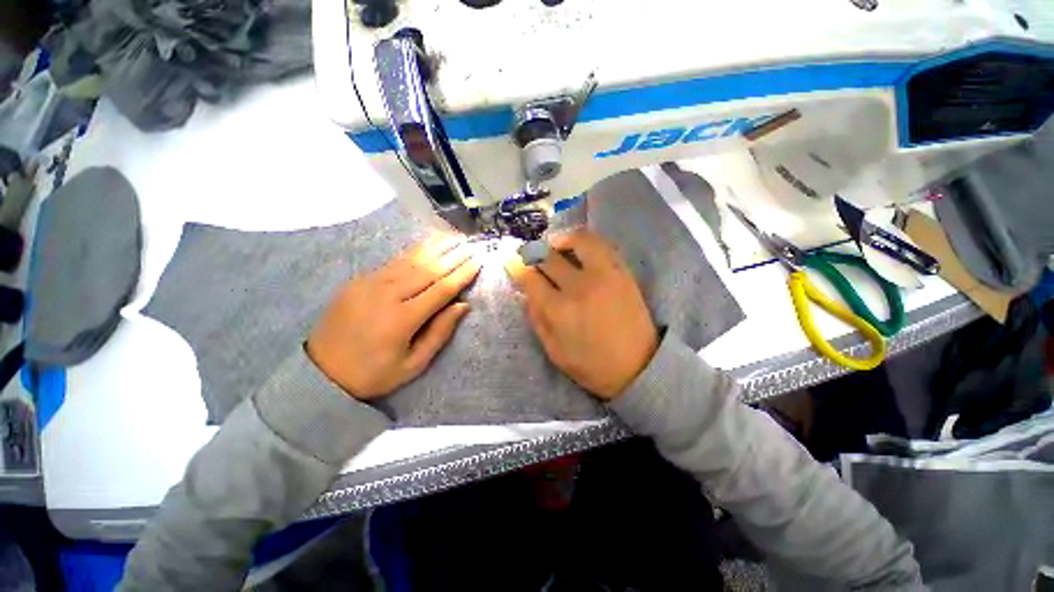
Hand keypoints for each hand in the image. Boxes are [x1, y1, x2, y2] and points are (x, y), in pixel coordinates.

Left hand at [307, 235, 480, 399]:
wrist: (320, 372)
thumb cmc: (373, 373)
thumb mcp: (413, 364)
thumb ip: (439, 333)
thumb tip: (462, 305)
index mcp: (403, 319)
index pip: (442, 289)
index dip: (462, 274)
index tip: (478, 261)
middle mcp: (388, 295)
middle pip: (429, 269)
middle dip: (454, 256)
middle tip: (472, 244)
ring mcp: (371, 284)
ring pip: (412, 260)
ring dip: (436, 247)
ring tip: (455, 237)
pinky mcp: (360, 280)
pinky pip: (394, 261)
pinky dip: (414, 251)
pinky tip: (428, 244)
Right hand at [505, 231, 658, 399]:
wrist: (639, 367)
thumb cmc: (591, 365)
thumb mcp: (554, 351)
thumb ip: (537, 320)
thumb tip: (526, 294)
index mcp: (559, 310)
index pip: (530, 278)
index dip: (516, 267)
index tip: (511, 261)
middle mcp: (579, 287)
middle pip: (549, 257)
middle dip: (533, 252)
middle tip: (529, 253)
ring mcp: (604, 276)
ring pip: (579, 240)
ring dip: (561, 239)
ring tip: (555, 245)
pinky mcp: (622, 272)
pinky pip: (602, 245)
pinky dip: (585, 241)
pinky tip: (578, 248)